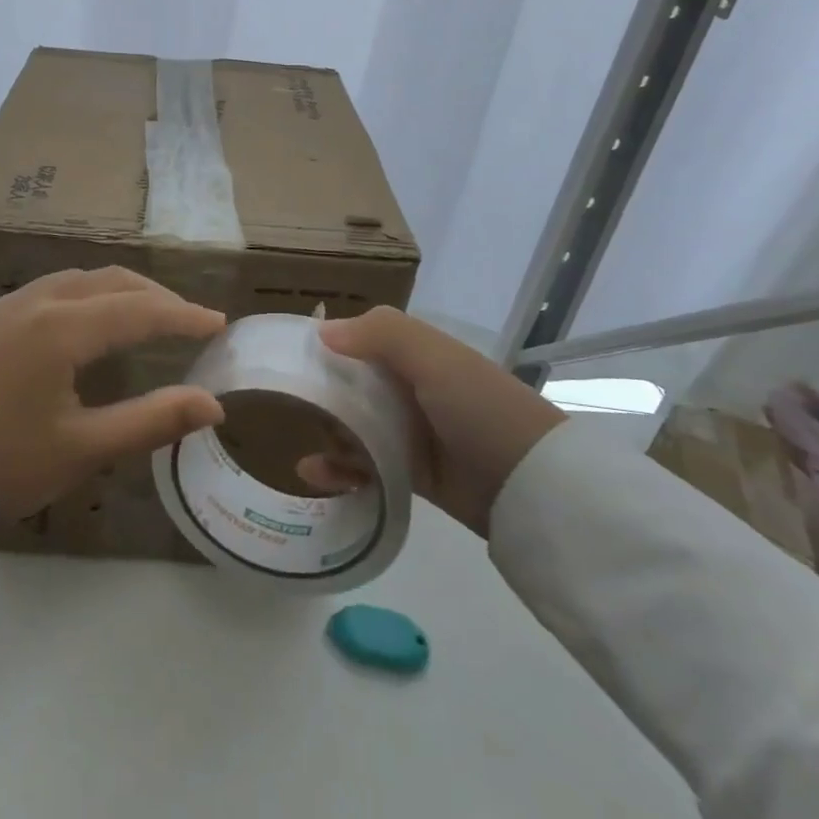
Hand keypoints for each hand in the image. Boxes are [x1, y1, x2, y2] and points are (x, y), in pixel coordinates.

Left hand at [0, 268, 227, 520]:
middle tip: (184, 320)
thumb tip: (213, 404)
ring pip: (71, 281)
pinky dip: (78, 299)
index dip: (182, 316)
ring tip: (139, 316)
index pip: (138, 310)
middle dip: (152, 296)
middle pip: (107, 281)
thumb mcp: (83, 449)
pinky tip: (78, 327)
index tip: (217, 323)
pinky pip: (40, 293)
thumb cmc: (1, 464)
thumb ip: (152, 420)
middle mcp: (31, 302)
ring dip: (113, 292)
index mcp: (60, 328)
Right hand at [306, 307, 564, 537]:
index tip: (285, 357)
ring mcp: (409, 433)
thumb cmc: (480, 408)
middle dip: (319, 395)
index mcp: (415, 354)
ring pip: (353, 426)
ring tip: (301, 447)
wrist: (533, 487)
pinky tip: (312, 474)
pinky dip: (338, 470)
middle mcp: (409, 388)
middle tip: (288, 407)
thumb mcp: (435, 358)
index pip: (359, 340)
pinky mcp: (409, 474)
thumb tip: (321, 332)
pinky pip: (364, 466)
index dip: (325, 345)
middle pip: (350, 385)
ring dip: (326, 434)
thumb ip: (381, 334)